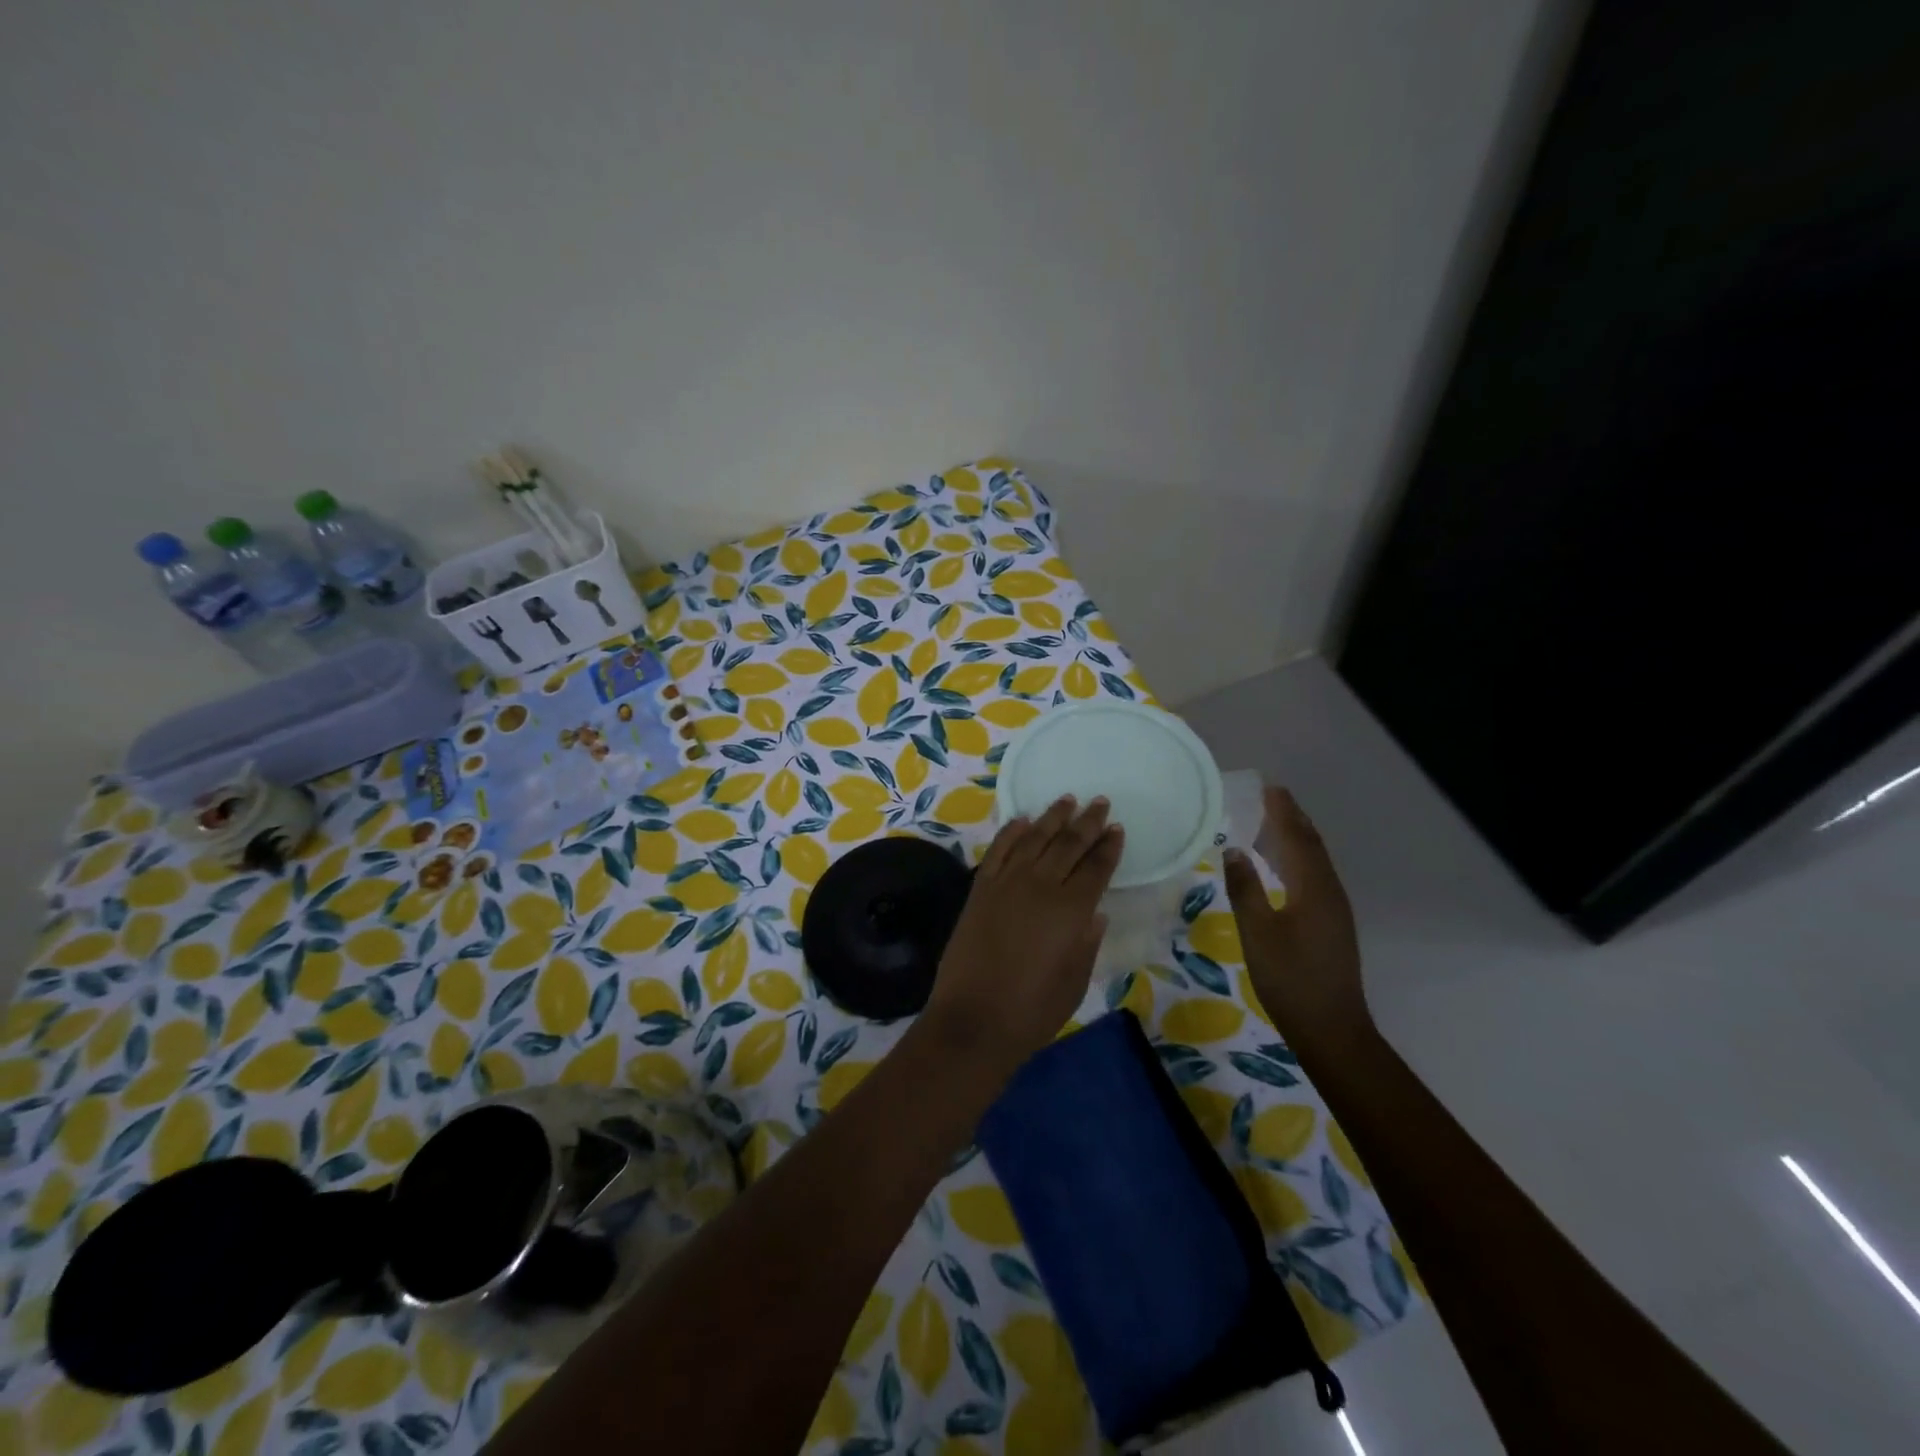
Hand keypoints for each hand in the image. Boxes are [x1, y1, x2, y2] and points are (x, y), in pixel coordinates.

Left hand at [926, 796, 1122, 1070]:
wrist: (972, 1021)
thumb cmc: (1032, 1011)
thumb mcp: (1075, 982)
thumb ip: (1087, 942)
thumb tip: (1095, 912)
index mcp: (1070, 911)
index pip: (1096, 868)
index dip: (1108, 847)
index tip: (1117, 828)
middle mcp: (1040, 887)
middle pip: (1068, 845)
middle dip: (1086, 822)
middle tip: (1099, 802)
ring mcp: (1006, 884)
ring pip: (1034, 838)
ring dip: (1052, 817)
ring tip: (1067, 800)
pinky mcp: (980, 889)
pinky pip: (999, 850)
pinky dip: (1012, 831)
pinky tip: (1022, 819)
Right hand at [1224, 787, 1373, 1061]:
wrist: (1332, 1028)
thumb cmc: (1290, 978)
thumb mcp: (1257, 933)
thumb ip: (1245, 889)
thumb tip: (1234, 850)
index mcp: (1313, 888)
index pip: (1297, 838)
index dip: (1283, 812)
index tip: (1268, 787)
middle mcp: (1329, 891)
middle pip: (1312, 845)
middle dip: (1293, 819)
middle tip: (1271, 797)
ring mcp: (1334, 909)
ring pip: (1316, 862)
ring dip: (1297, 837)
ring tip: (1275, 822)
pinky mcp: (1332, 924)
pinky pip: (1315, 877)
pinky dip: (1299, 859)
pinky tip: (1284, 866)